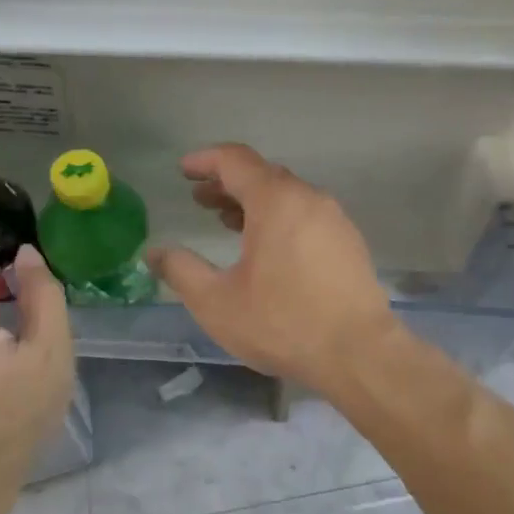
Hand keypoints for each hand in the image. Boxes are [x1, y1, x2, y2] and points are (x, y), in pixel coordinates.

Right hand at [148, 144, 399, 392]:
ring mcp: (334, 219)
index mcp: (276, 201)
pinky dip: (279, 217)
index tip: (183, 170)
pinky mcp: (348, 241)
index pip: (235, 160)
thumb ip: (181, 270)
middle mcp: (309, 198)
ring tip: (227, 222)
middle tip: (200, 199)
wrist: (358, 353)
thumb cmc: (282, 323)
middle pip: (262, 175)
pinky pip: (306, 214)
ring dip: (253, 201)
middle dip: (227, 182)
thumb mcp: (217, 302)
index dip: (206, 160)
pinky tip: (267, 247)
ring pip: (286, 195)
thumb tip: (155, 253)